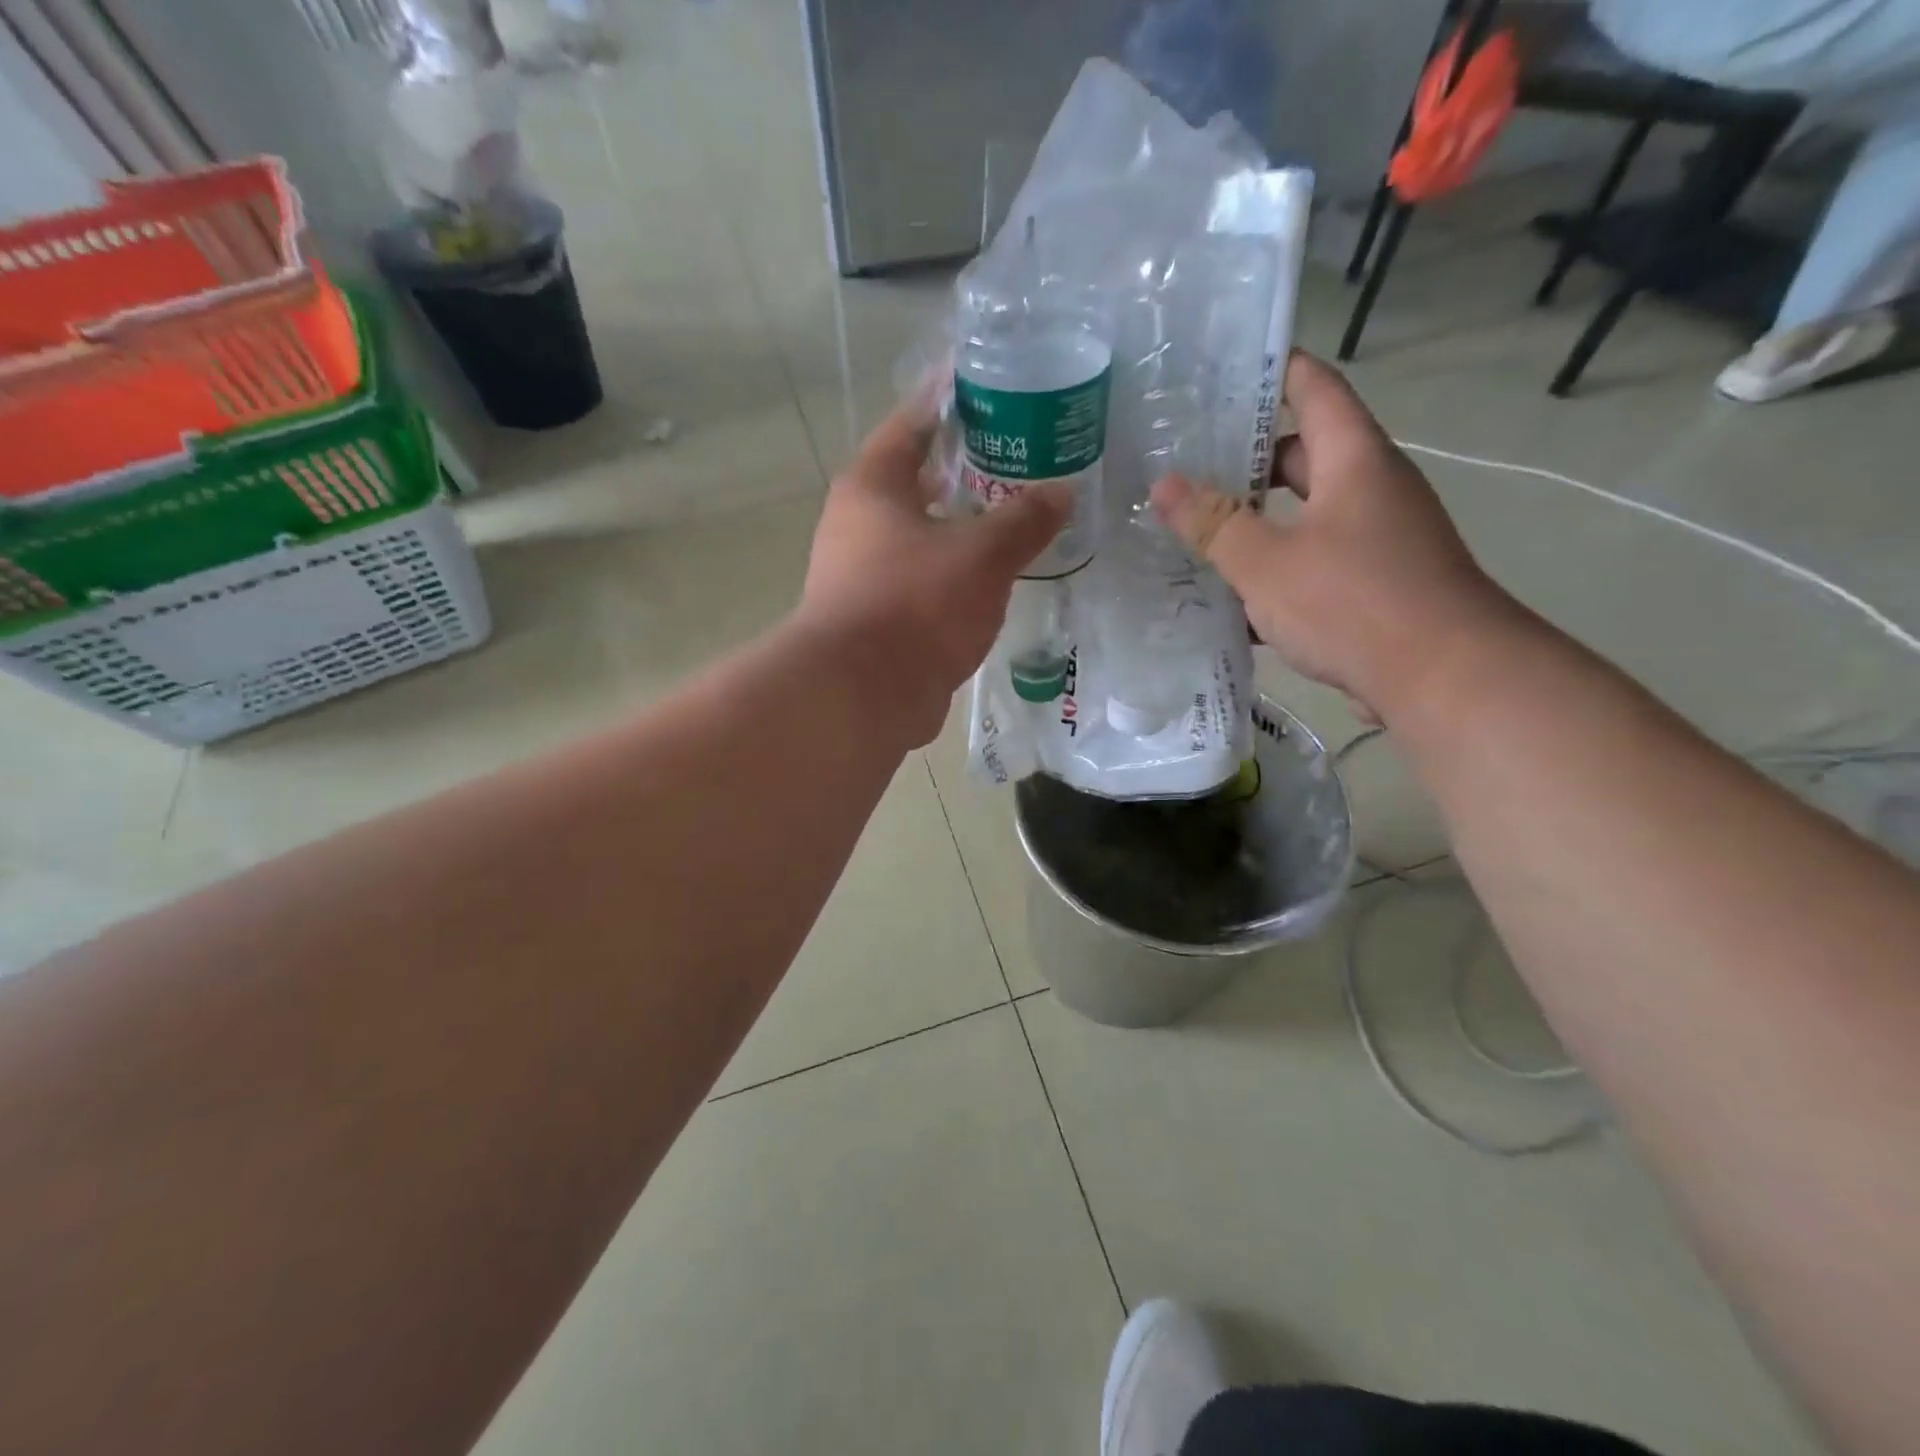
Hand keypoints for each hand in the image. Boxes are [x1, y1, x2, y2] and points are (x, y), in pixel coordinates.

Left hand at [798, 393, 1071, 743]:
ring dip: (960, 524)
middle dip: (965, 467)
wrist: (862, 696)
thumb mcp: (981, 556)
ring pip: (920, 533)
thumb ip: (1024, 520)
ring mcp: (861, 573)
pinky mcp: (876, 616)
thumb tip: (1063, 491)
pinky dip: (953, 571)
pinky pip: (922, 577)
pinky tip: (992, 577)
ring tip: (1014, 514)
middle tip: (1019, 455)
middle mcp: (858, 523)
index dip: (950, 400)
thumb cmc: (916, 606)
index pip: (913, 422)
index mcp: (873, 486)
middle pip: (916, 479)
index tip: (988, 384)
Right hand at [1151, 351, 1516, 721]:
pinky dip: (1275, 569)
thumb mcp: (1267, 562)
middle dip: (1246, 458)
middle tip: (1185, 461)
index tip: (1223, 370)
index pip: (1315, 389)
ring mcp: (1376, 538)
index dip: (1274, 371)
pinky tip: (1230, 595)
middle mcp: (1371, 488)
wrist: (1443, 678)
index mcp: (1354, 460)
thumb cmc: (1353, 601)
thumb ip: (1213, 523)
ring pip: (1304, 515)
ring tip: (1194, 528)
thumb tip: (1164, 484)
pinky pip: (1314, 561)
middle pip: (1304, 455)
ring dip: (1255, 521)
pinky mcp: (1374, 584)